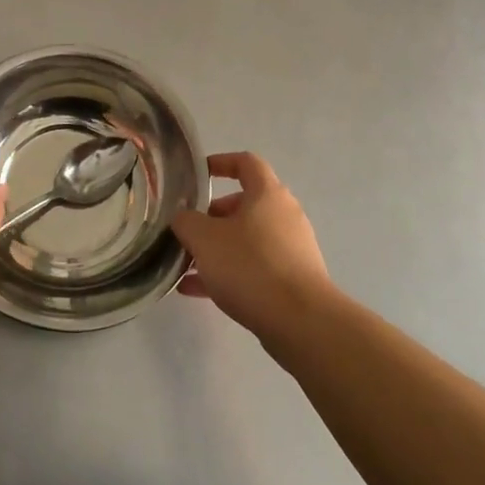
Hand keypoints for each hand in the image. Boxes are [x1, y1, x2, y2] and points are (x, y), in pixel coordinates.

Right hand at [170, 152, 331, 338]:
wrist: (301, 322)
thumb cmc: (250, 266)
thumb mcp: (204, 239)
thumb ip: (186, 222)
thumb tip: (183, 218)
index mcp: (267, 194)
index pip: (245, 162)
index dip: (220, 162)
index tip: (198, 174)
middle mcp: (284, 215)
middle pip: (244, 205)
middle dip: (212, 217)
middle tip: (188, 231)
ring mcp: (291, 249)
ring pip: (247, 240)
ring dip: (217, 249)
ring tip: (185, 265)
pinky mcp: (293, 280)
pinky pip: (255, 268)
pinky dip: (228, 273)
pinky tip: (196, 291)